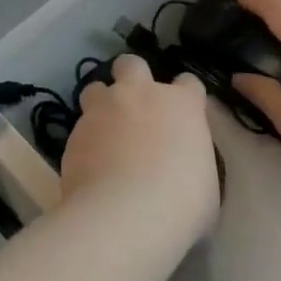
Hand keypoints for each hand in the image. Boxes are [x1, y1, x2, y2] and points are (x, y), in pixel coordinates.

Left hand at [62, 56, 220, 241]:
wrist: (125, 216)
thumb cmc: (181, 204)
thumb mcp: (206, 183)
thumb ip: (192, 160)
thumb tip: (183, 165)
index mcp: (180, 104)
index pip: (188, 83)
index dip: (184, 97)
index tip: (182, 115)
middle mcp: (140, 95)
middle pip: (132, 64)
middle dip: (131, 77)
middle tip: (134, 106)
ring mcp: (103, 110)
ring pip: (95, 88)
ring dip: (100, 104)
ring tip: (104, 132)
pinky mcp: (74, 132)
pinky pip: (79, 127)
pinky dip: (85, 141)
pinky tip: (89, 165)